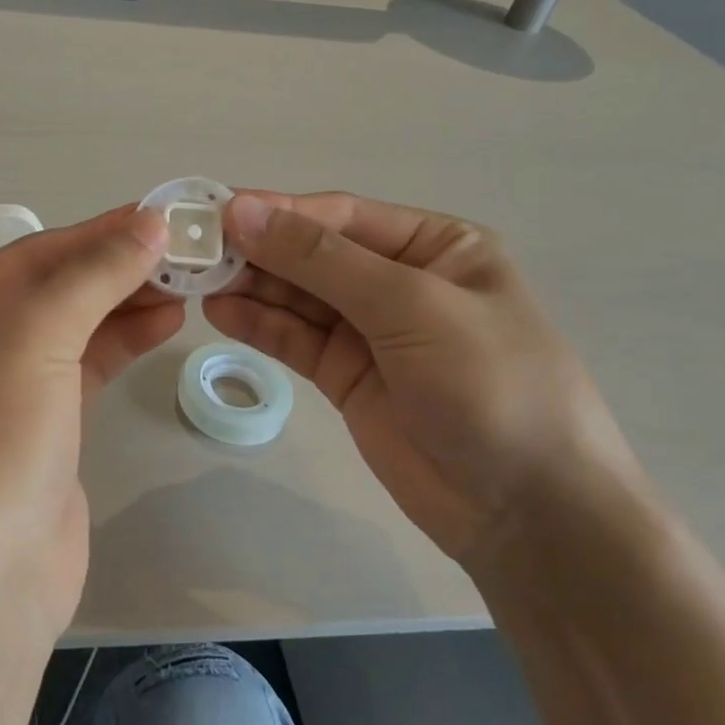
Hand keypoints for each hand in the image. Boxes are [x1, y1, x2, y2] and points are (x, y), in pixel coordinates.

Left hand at [0, 206, 179, 642]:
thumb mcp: (33, 343)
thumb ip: (92, 278)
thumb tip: (150, 222)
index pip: (30, 255)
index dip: (97, 233)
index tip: (162, 216)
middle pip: (52, 289)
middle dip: (115, 269)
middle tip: (185, 250)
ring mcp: (1, 392)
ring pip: (72, 329)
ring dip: (125, 304)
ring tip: (187, 283)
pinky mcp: (38, 432)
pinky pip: (83, 370)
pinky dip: (121, 344)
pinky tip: (165, 323)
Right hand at [205, 191, 641, 565]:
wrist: (530, 514)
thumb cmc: (491, 386)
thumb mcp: (410, 306)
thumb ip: (320, 259)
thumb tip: (241, 210)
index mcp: (435, 246)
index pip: (340, 216)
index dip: (278, 212)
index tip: (216, 213)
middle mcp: (400, 280)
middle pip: (312, 254)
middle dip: (257, 251)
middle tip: (193, 251)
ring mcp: (371, 331)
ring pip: (297, 296)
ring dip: (250, 286)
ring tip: (195, 281)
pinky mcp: (347, 376)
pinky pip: (296, 339)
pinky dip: (259, 325)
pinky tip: (219, 314)